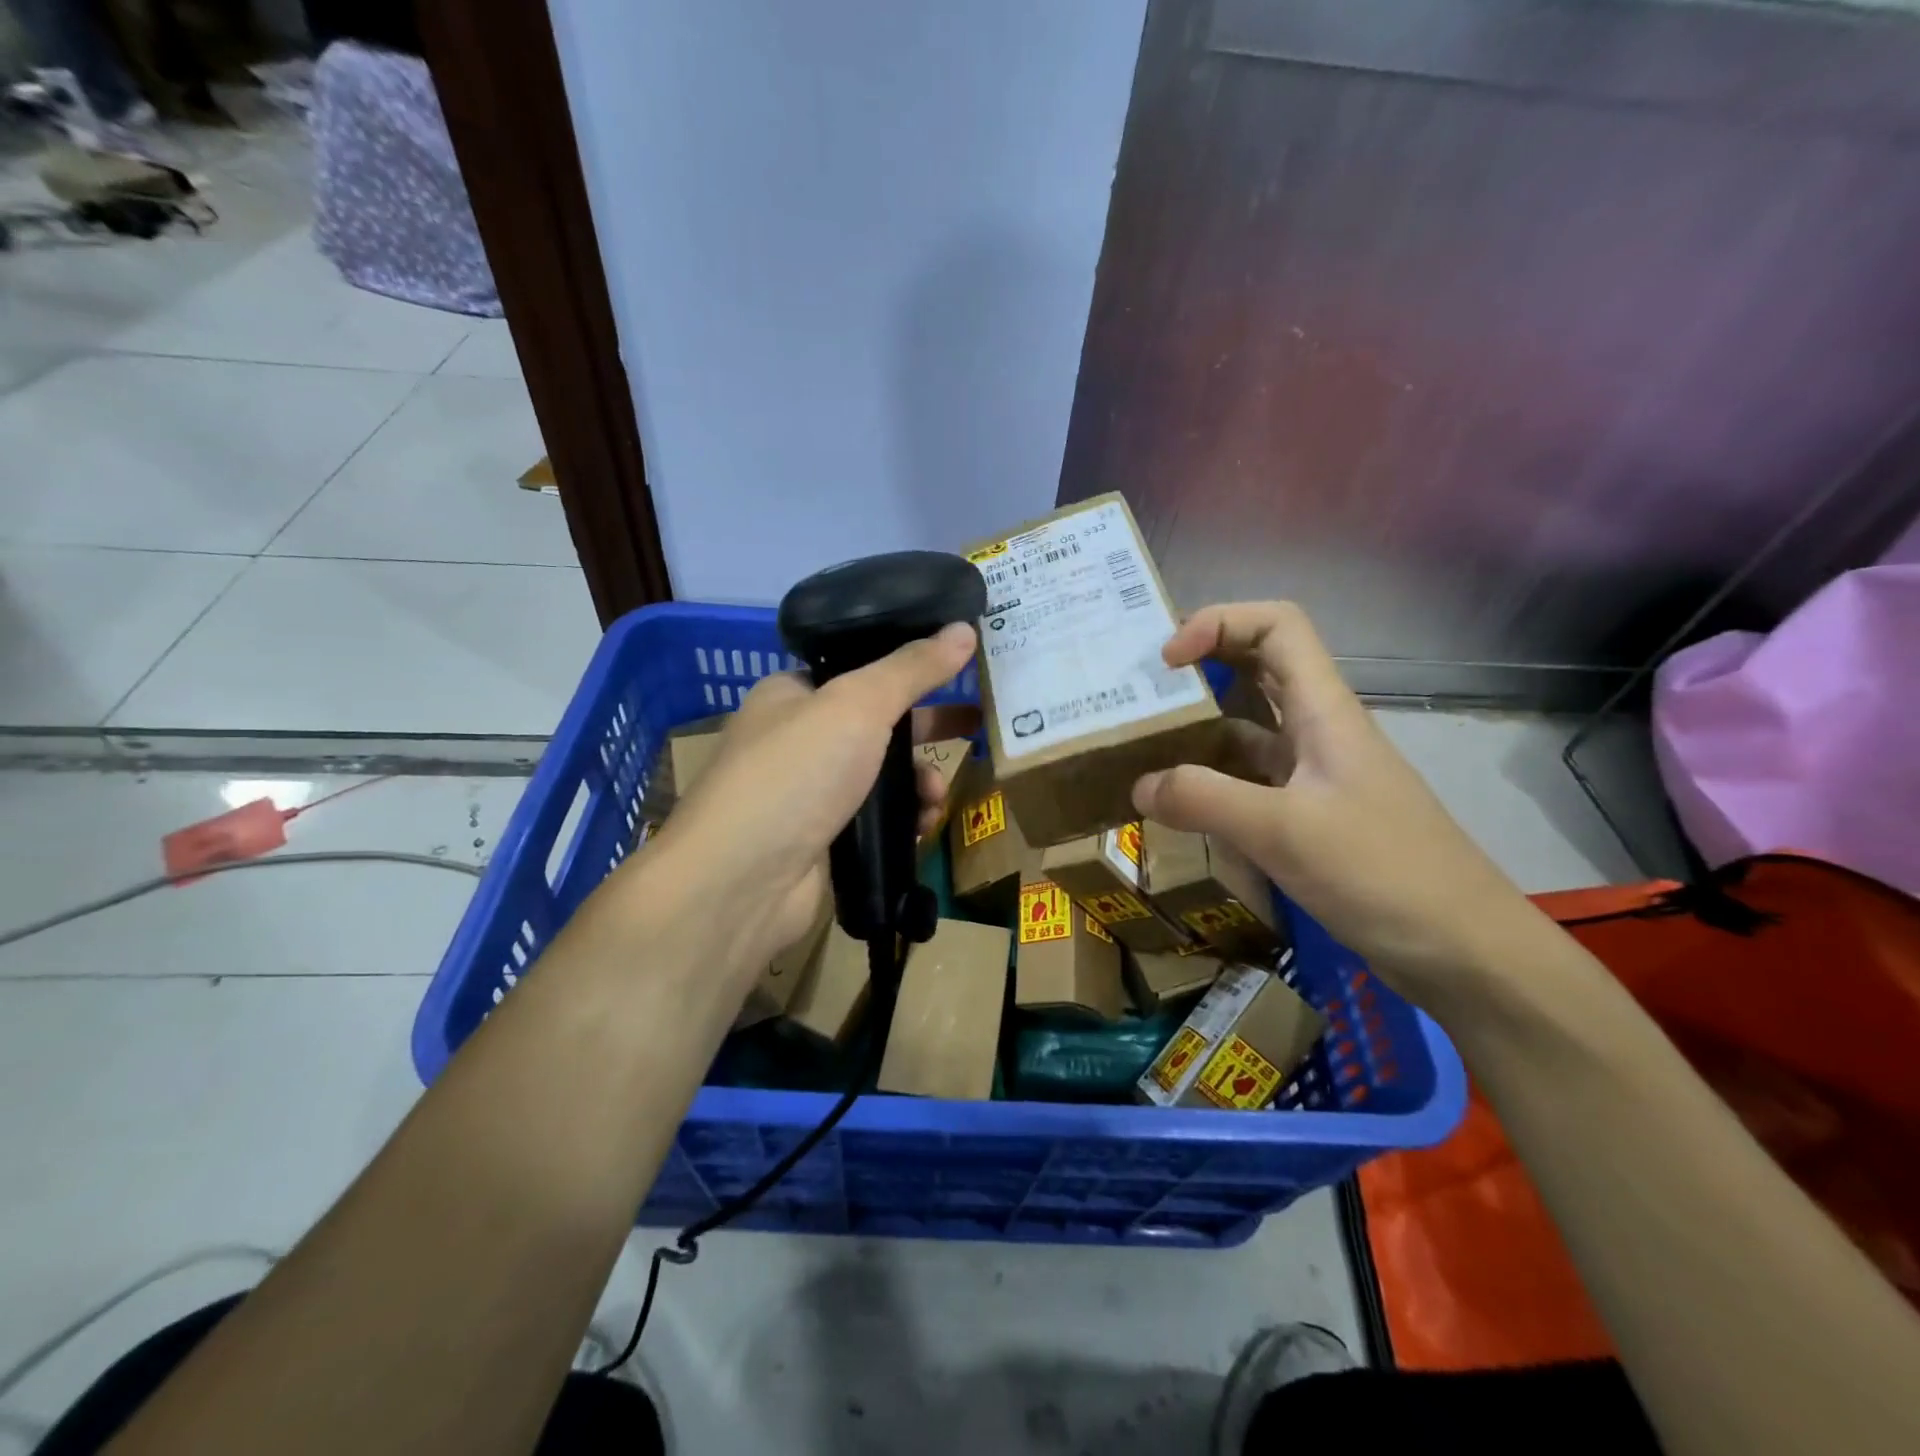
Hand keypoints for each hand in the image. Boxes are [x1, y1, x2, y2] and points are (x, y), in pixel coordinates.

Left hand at [646, 623, 978, 980]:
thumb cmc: (796, 773)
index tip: (956, 670)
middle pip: (878, 724)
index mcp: (792, 694)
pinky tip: (921, 828)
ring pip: (883, 776)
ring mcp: (810, 794)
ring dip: (919, 782)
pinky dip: (904, 820)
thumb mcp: (858, 704)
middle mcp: (798, 739)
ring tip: (935, 798)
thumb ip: (913, 668)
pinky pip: (878, 820)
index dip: (907, 668)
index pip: (857, 668)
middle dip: (926, 730)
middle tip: (973, 726)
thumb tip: (964, 628)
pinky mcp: (824, 841)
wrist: (742, 882)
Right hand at [1131, 602, 1539, 1006]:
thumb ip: (1205, 800)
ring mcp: (1315, 776)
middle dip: (1198, 668)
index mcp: (1324, 710)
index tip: (1167, 662)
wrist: (1465, 952)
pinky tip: (1177, 806)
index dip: (1218, 623)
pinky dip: (1210, 782)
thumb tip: (1138, 785)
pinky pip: (1249, 782)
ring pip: (1248, 729)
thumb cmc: (1384, 873)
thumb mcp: (1284, 831)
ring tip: (1139, 748)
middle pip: (1256, 670)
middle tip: (1138, 694)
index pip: (1275, 626)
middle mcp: (1318, 731)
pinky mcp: (1310, 818)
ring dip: (1197, 729)